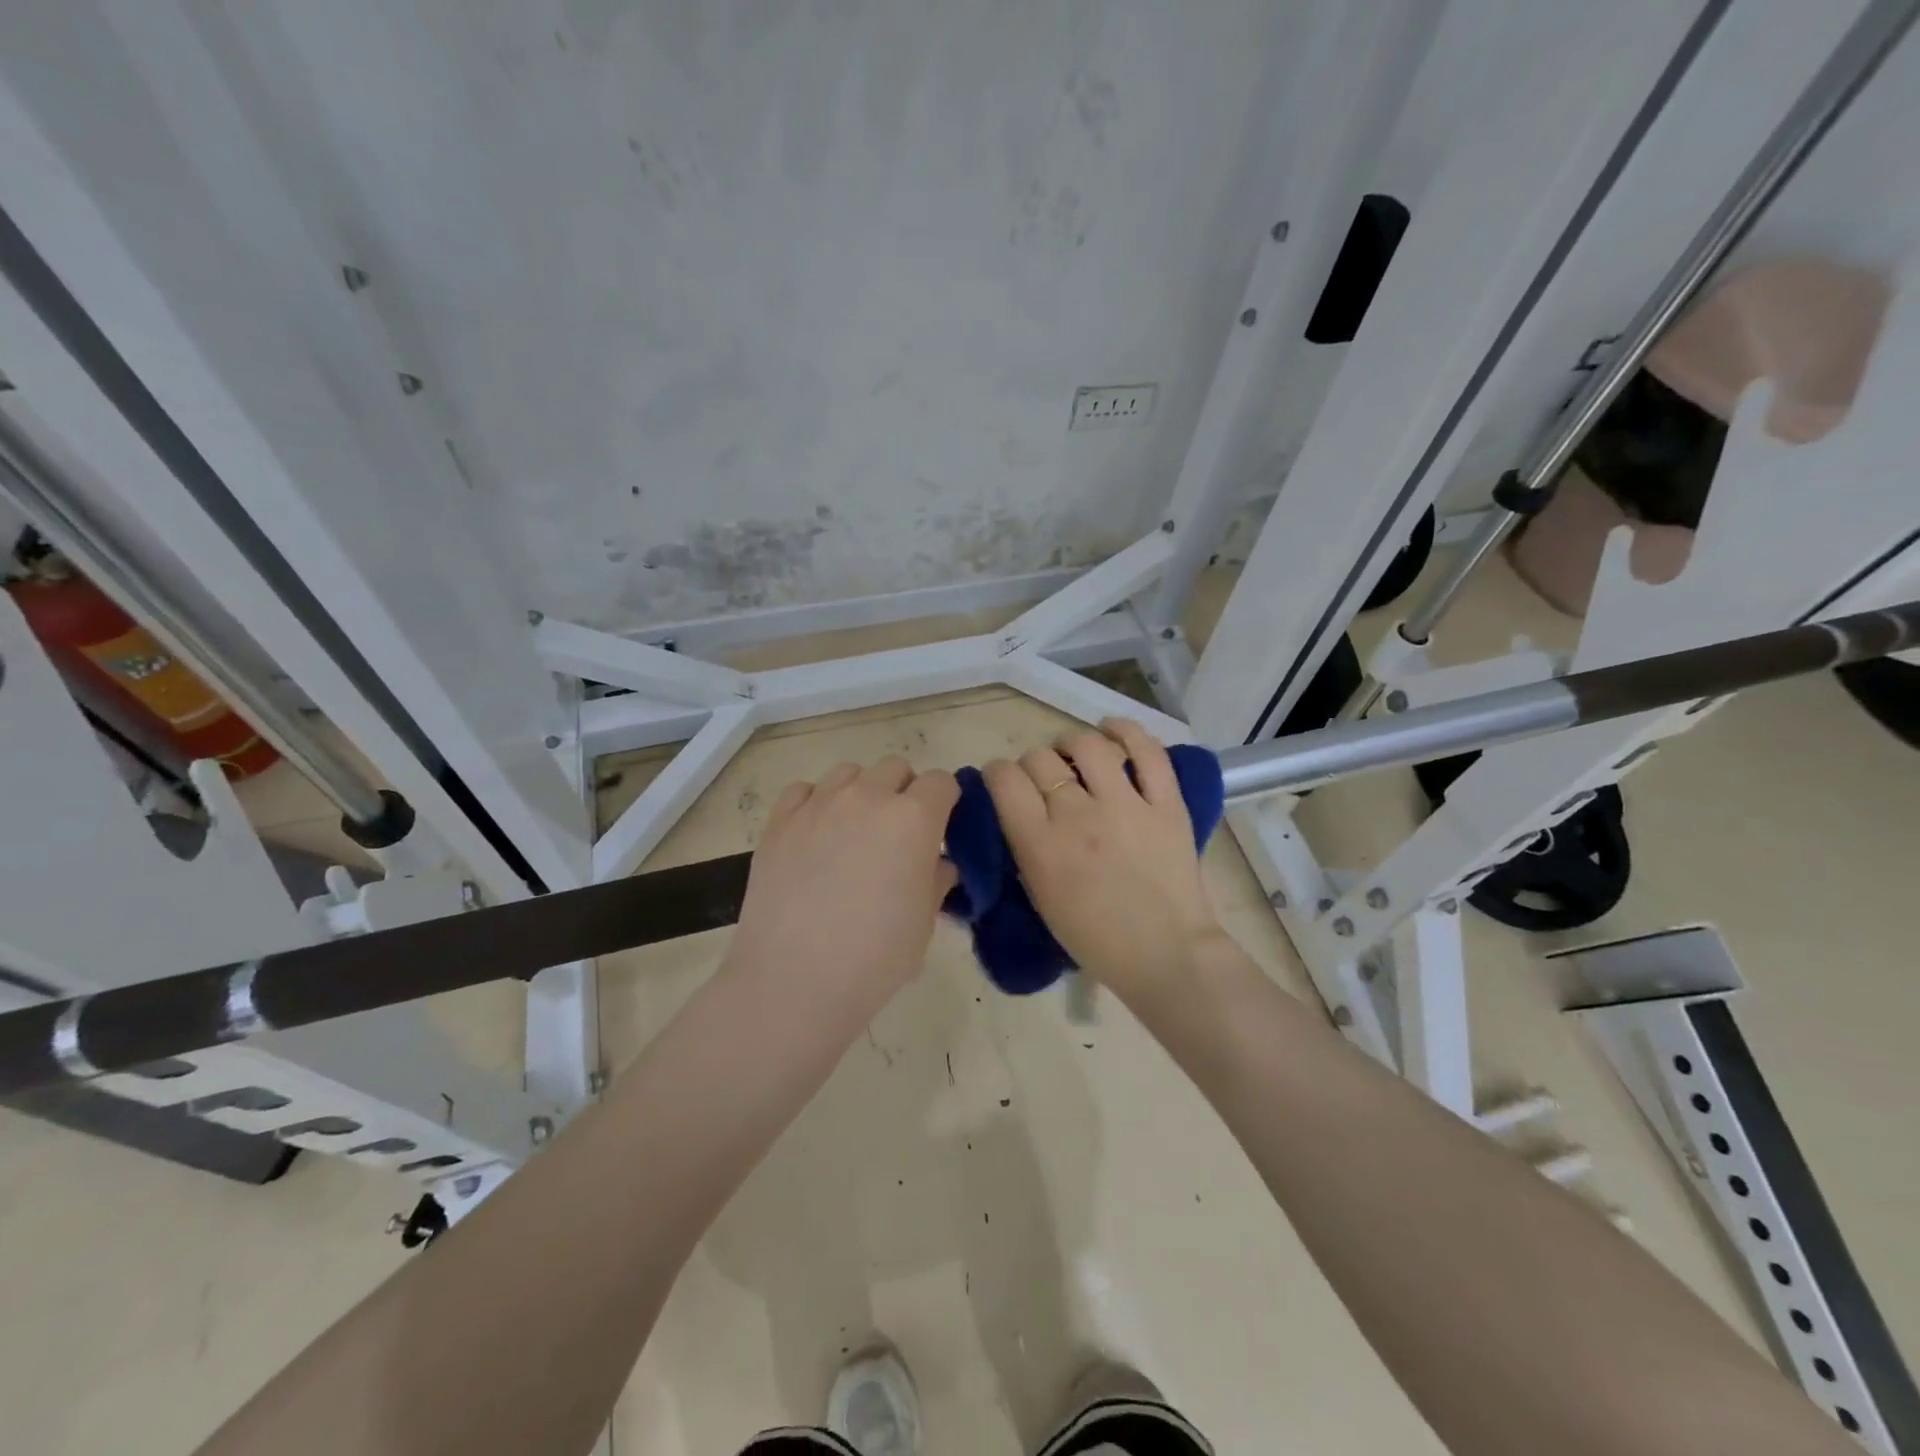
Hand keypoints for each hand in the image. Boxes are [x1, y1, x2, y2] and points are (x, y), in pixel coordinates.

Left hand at [726, 756, 959, 1005]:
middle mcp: (868, 797)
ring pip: (849, 772)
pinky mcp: (780, 820)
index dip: (945, 801)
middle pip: (896, 768)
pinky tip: (815, 834)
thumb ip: (936, 880)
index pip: (941, 782)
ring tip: (855, 831)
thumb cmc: (874, 957)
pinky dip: (816, 802)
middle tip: (899, 833)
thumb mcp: (924, 923)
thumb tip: (937, 863)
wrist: (794, 980)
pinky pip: (804, 790)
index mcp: (913, 818)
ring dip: (862, 792)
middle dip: (905, 791)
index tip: (941, 827)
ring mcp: (819, 804)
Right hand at [983, 719, 1225, 998]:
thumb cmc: (1095, 940)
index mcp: (1041, 845)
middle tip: (1044, 781)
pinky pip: (1147, 751)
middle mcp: (1078, 815)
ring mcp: (1126, 805)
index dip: (998, 774)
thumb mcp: (1041, 898)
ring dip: (1072, 745)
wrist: (1165, 956)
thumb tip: (1019, 811)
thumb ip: (1025, 849)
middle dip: (1033, 764)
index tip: (1005, 783)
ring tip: (1075, 757)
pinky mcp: (1167, 803)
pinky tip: (1112, 729)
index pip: (1004, 779)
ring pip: (1087, 745)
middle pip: (1040, 759)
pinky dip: (1126, 731)